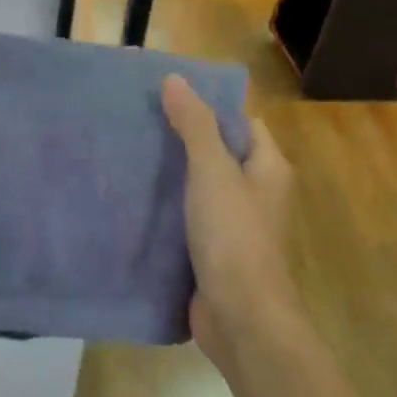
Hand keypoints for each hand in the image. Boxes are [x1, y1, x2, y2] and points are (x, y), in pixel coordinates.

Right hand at [161, 74, 298, 372]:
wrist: (241, 318)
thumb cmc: (234, 236)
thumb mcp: (213, 171)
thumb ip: (195, 125)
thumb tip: (175, 79)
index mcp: (268, 168)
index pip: (242, 123)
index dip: (211, 106)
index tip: (168, 94)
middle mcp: (257, 193)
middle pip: (219, 154)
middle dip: (183, 139)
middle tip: (138, 121)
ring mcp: (235, 225)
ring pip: (200, 188)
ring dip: (171, 175)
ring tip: (128, 153)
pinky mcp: (213, 252)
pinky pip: (189, 219)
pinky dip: (167, 209)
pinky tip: (134, 199)